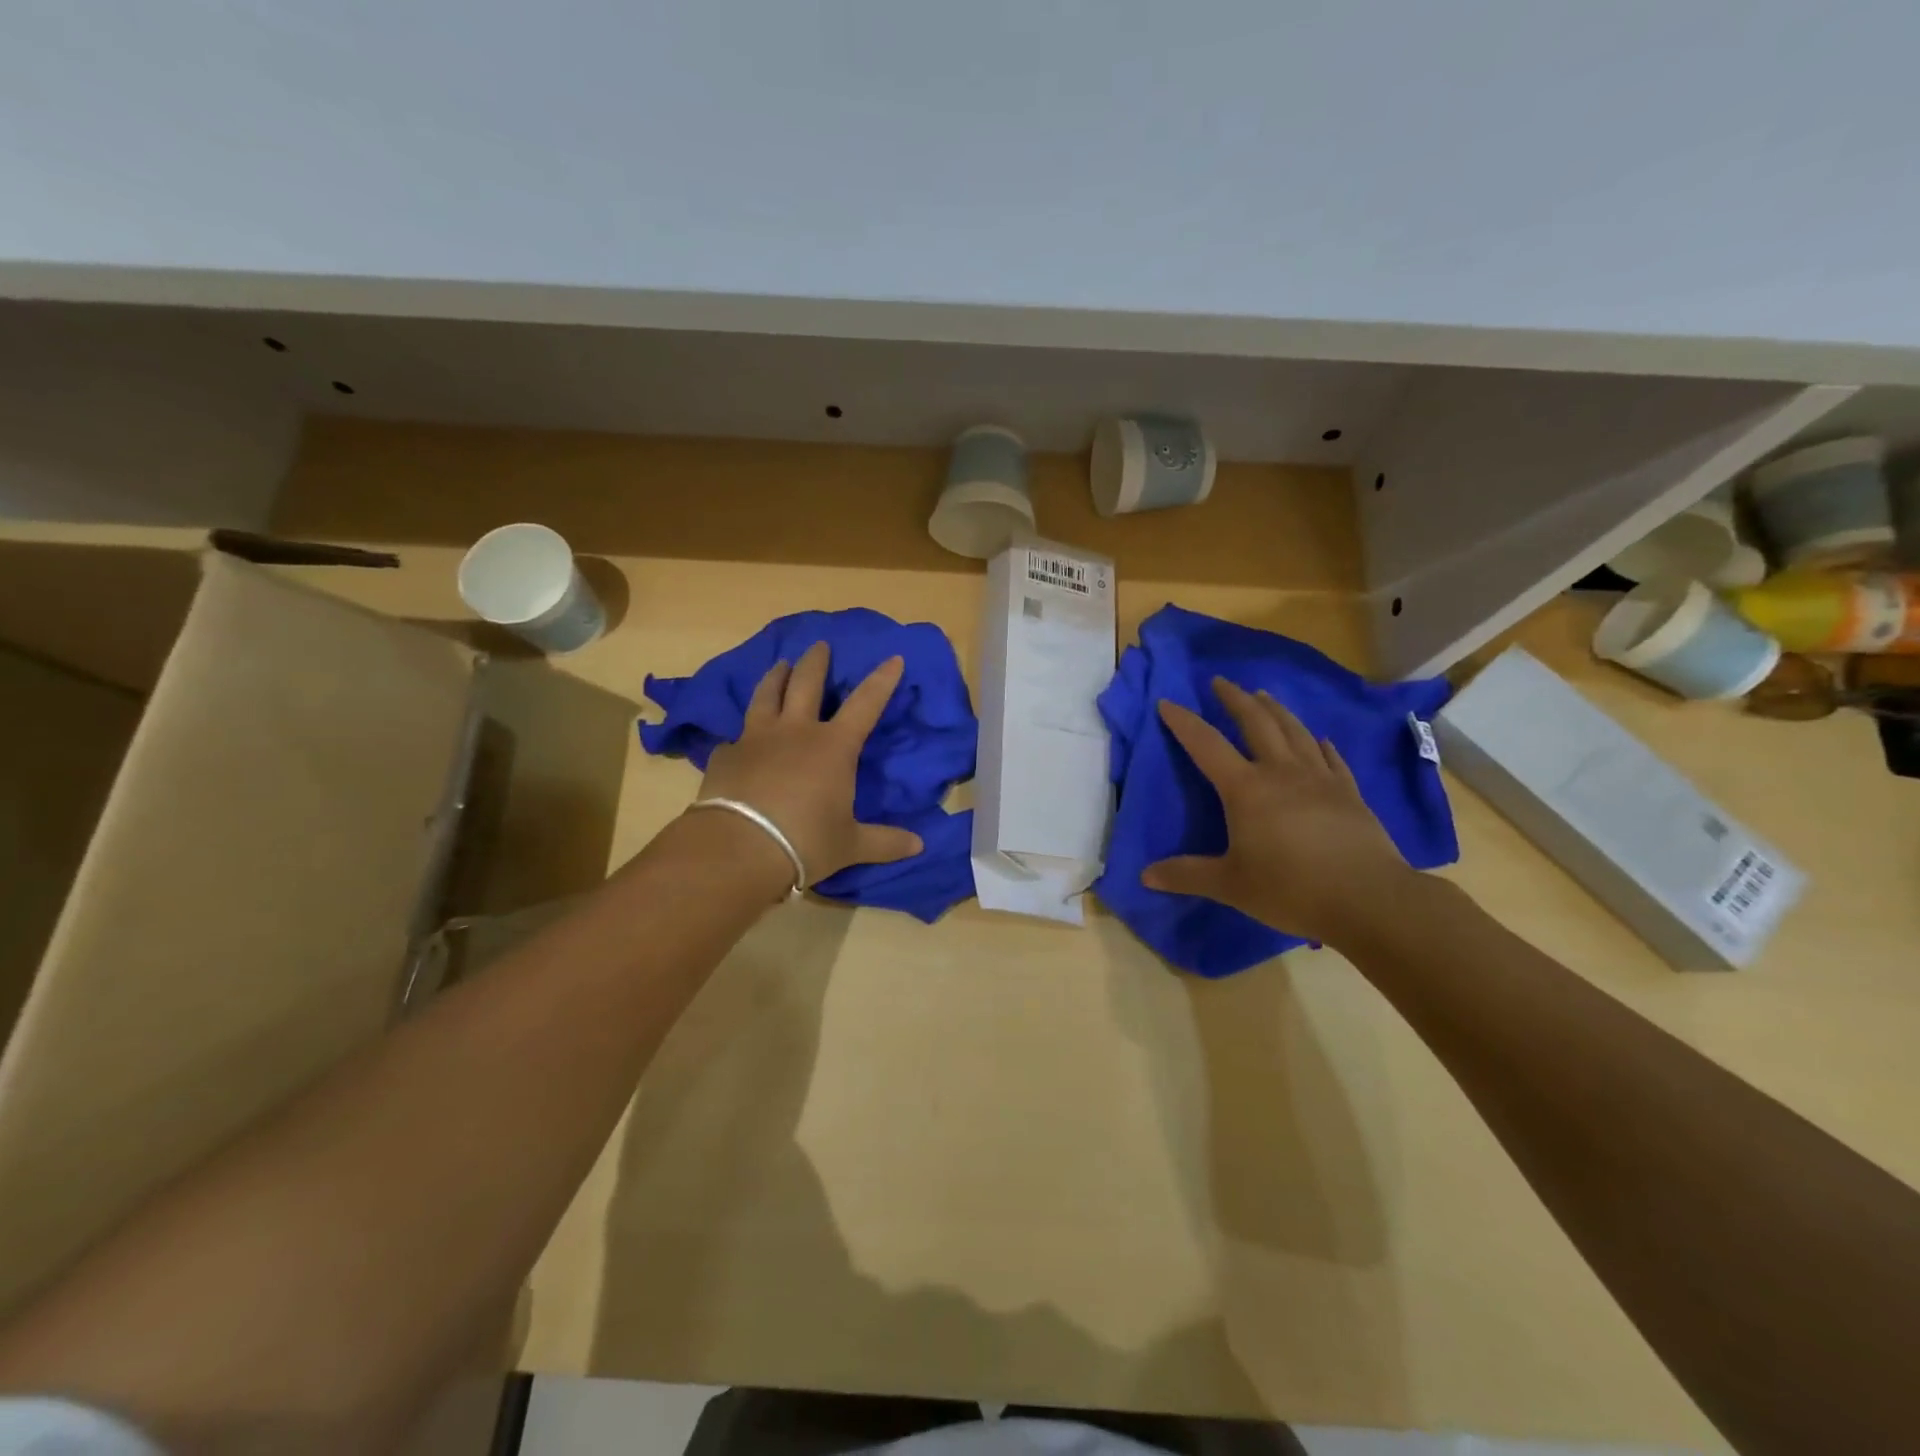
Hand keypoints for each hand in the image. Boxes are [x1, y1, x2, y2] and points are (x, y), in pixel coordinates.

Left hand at [695, 641, 923, 887]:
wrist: (738, 849)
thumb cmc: (804, 842)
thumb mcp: (850, 845)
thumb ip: (885, 842)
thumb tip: (920, 846)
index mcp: (834, 747)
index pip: (865, 704)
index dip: (882, 680)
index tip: (893, 657)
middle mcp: (796, 732)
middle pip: (807, 684)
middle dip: (817, 662)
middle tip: (820, 644)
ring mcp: (756, 738)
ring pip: (766, 695)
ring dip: (775, 677)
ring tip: (779, 665)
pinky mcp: (725, 755)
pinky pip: (735, 736)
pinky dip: (741, 733)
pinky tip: (738, 737)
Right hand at [1143, 678, 1415, 946]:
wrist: (1369, 899)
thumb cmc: (1291, 889)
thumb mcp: (1230, 886)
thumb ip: (1187, 875)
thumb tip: (1145, 875)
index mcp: (1246, 789)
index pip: (1206, 745)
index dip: (1184, 722)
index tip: (1168, 702)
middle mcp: (1281, 772)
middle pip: (1256, 723)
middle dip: (1235, 699)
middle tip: (1221, 682)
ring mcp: (1320, 778)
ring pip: (1294, 731)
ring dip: (1275, 709)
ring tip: (1263, 695)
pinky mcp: (1349, 792)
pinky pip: (1330, 757)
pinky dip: (1318, 743)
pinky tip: (1318, 738)